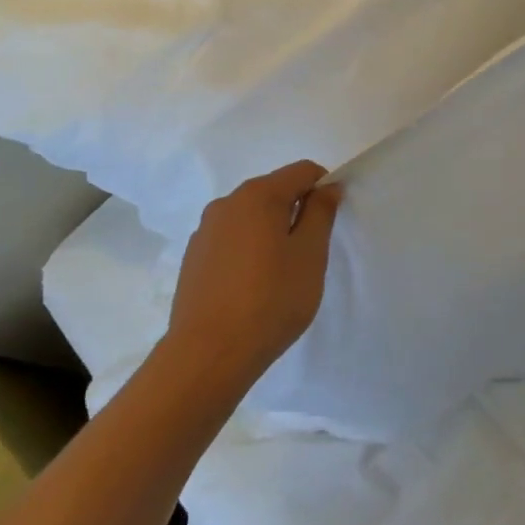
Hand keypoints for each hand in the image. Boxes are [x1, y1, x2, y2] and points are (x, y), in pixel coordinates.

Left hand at [165, 161, 341, 385]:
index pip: (303, 171)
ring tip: (279, 274)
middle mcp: (227, 202)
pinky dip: (248, 250)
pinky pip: (231, 239)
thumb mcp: (310, 255)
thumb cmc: (271, 300)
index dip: (324, 188)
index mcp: (259, 195)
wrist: (208, 354)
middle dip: (296, 212)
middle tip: (309, 254)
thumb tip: (327, 186)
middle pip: (274, 191)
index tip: (330, 223)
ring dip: (271, 232)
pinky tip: (251, 287)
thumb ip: (321, 213)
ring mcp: (205, 230)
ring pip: (251, 217)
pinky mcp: (193, 257)